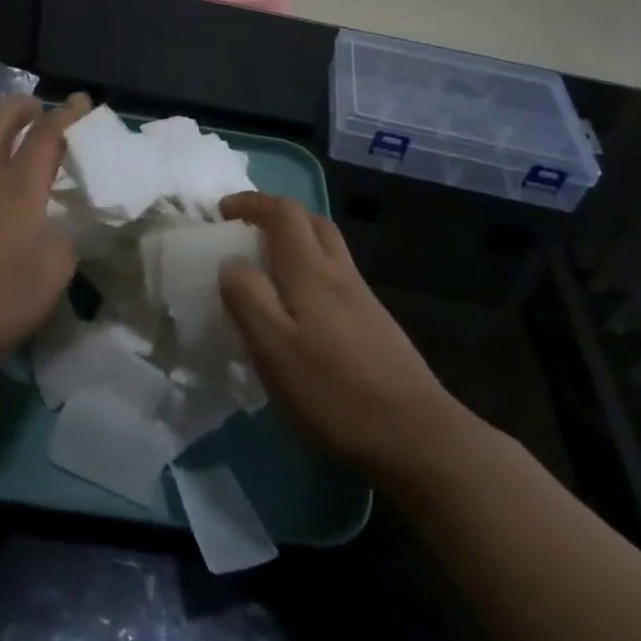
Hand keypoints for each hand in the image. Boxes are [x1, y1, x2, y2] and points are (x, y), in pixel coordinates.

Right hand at [219, 192, 464, 480]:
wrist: (417, 436)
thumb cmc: (334, 392)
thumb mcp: (273, 349)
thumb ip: (248, 299)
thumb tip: (231, 263)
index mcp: (311, 272)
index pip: (283, 213)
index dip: (252, 203)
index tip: (223, 212)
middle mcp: (341, 274)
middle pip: (312, 222)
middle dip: (277, 216)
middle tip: (247, 233)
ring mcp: (363, 300)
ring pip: (328, 250)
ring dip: (297, 243)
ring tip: (268, 271)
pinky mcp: (376, 325)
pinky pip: (337, 278)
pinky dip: (312, 273)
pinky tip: (301, 313)